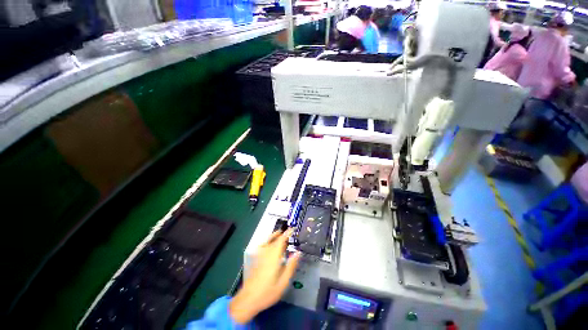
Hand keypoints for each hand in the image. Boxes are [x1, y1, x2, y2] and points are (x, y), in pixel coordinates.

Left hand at [229, 229, 300, 323]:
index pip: (281, 240)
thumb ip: (291, 266)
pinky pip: (262, 245)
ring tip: (280, 233)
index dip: (287, 233)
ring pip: (267, 241)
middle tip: (288, 232)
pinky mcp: (255, 259)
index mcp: (274, 256)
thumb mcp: (283, 282)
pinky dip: (267, 241)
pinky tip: (268, 243)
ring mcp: (259, 256)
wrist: (248, 299)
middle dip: (281, 234)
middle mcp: (266, 253)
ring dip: (274, 236)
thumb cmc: (268, 292)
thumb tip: (298, 253)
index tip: (292, 229)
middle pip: (274, 239)